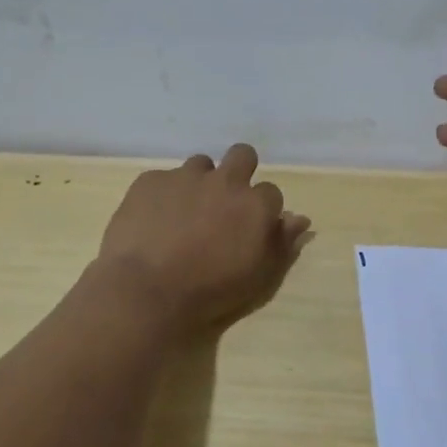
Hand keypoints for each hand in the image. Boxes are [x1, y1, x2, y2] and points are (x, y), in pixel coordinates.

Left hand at [96, 144, 311, 331]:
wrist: (146, 291)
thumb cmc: (210, 292)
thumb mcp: (259, 277)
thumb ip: (282, 244)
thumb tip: (300, 220)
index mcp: (256, 204)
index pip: (271, 193)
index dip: (261, 210)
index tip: (250, 228)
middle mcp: (225, 181)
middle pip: (243, 155)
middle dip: (239, 171)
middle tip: (224, 203)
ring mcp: (185, 177)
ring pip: (201, 165)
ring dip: (199, 183)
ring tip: (184, 214)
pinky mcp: (151, 180)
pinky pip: (163, 179)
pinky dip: (164, 196)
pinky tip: (153, 221)